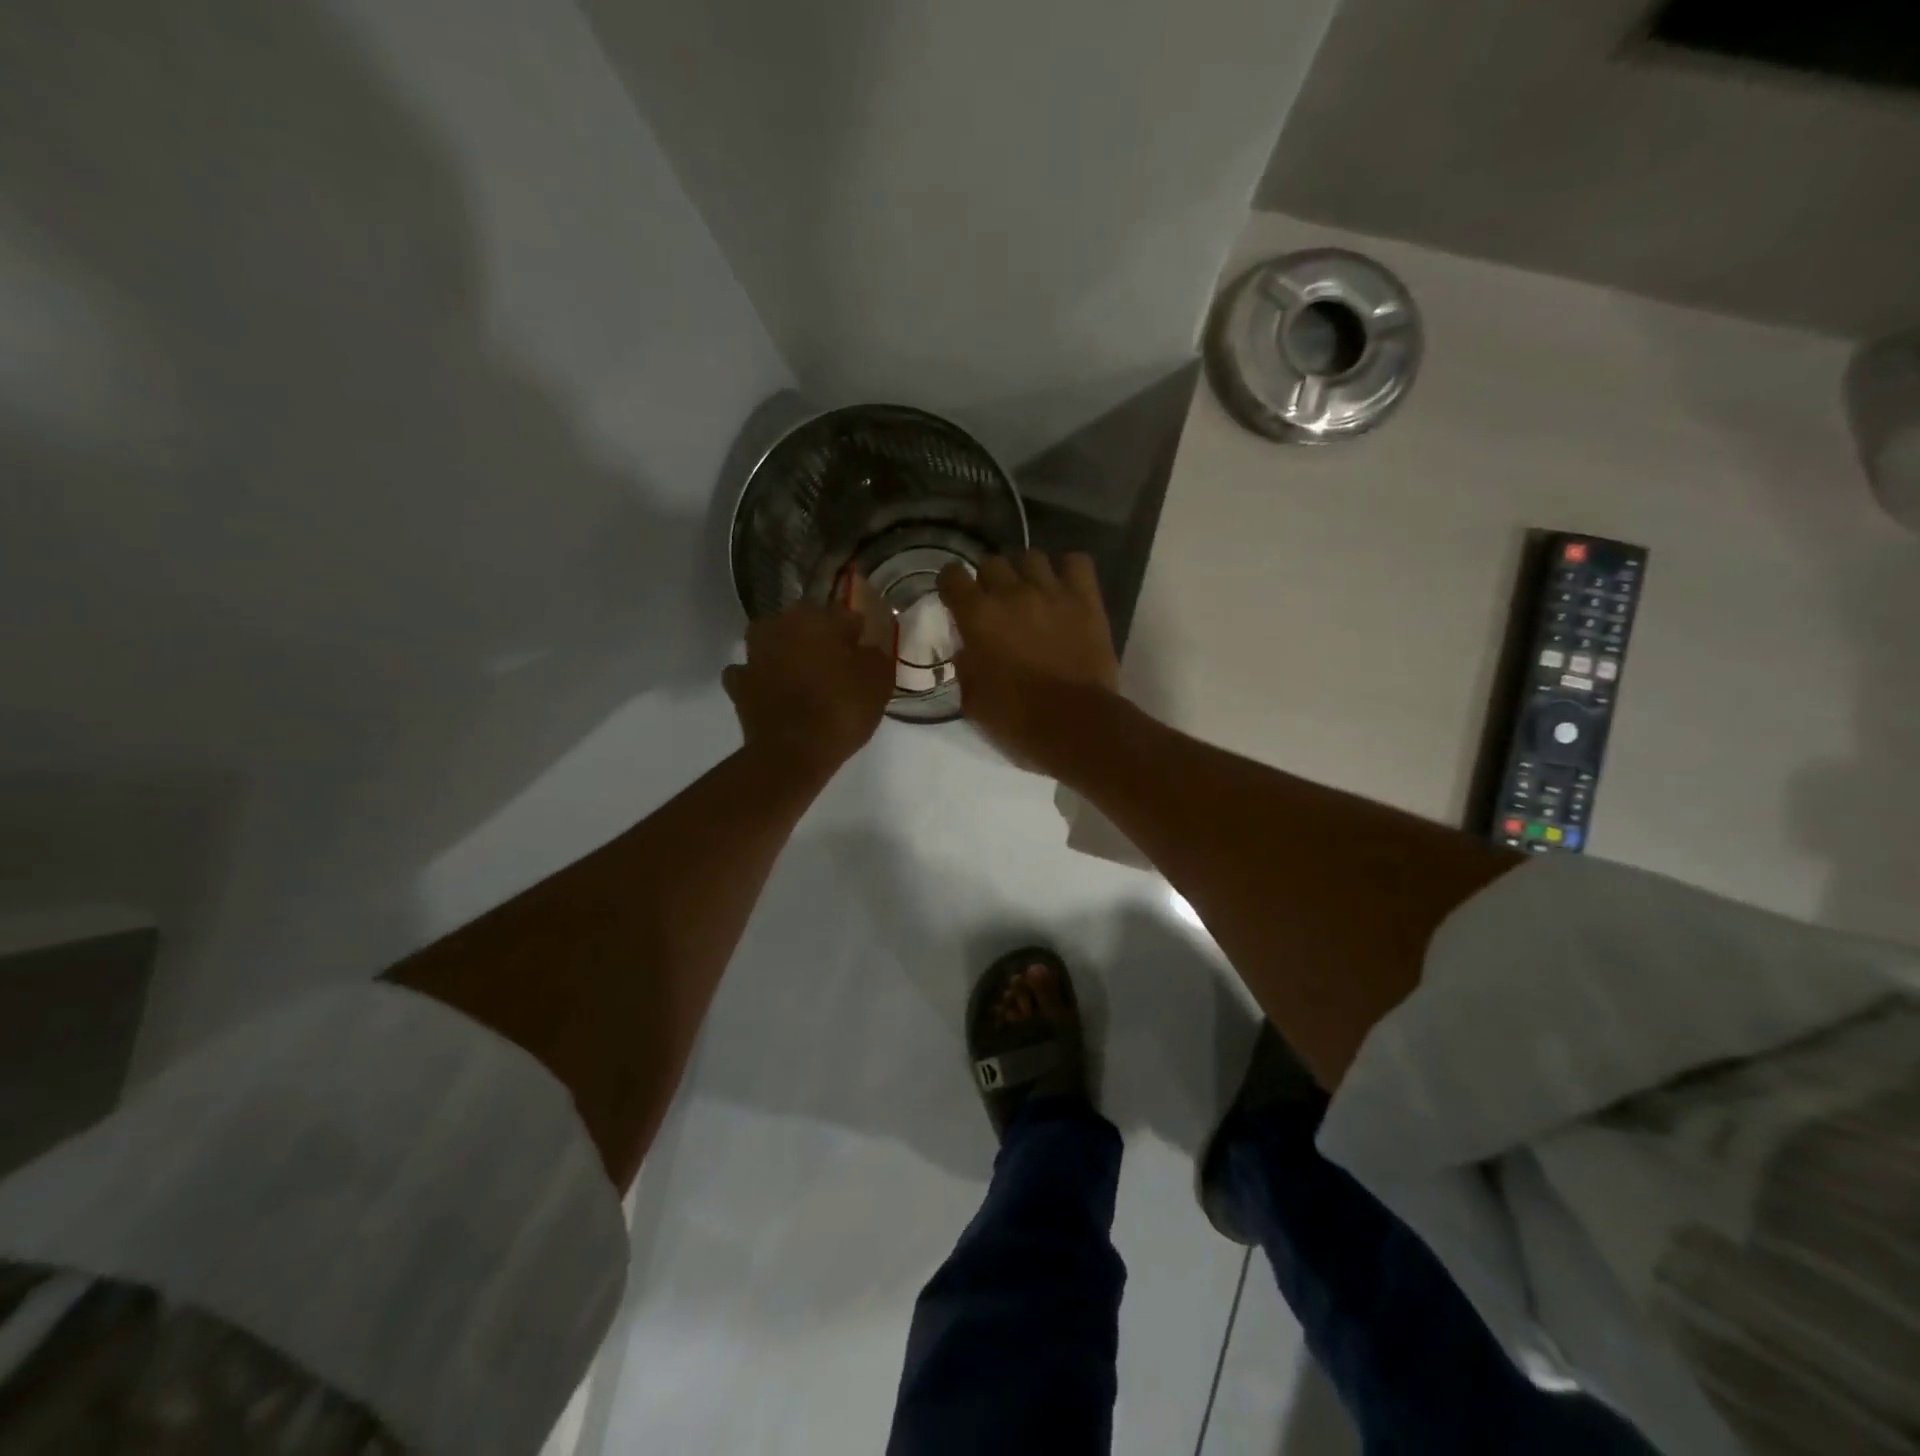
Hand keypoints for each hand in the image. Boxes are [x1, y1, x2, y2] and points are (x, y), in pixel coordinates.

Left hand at [723, 584, 894, 779]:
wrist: (792, 752)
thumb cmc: (841, 709)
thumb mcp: (879, 681)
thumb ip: (875, 654)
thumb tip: (866, 647)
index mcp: (816, 617)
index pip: (845, 616)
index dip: (858, 634)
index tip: (866, 652)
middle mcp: (780, 626)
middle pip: (805, 625)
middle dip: (819, 640)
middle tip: (837, 666)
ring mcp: (754, 655)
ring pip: (774, 643)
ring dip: (786, 654)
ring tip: (804, 677)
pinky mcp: (738, 685)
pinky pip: (752, 674)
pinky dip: (762, 679)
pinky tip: (775, 692)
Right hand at [937, 551, 1120, 770]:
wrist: (1073, 725)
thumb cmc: (1015, 719)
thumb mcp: (972, 699)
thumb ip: (965, 665)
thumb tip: (968, 649)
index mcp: (977, 616)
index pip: (952, 575)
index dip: (952, 584)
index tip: (956, 598)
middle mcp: (1011, 593)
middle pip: (992, 562)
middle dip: (989, 579)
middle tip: (996, 603)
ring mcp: (1052, 592)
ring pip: (1031, 556)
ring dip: (1025, 572)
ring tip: (1030, 592)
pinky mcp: (1086, 599)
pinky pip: (1077, 562)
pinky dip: (1068, 569)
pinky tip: (1064, 588)